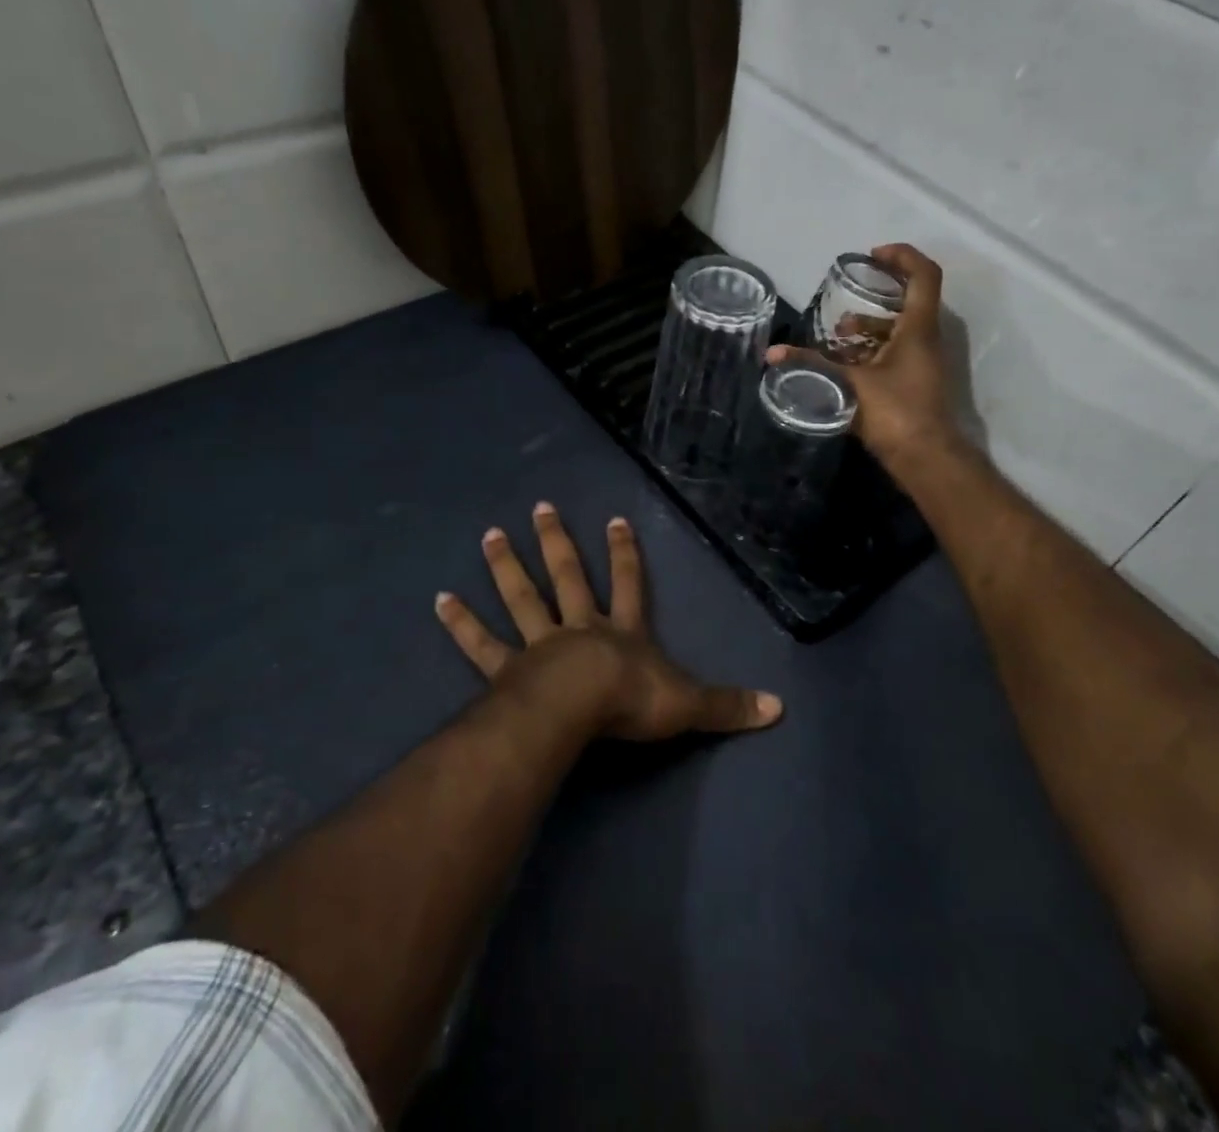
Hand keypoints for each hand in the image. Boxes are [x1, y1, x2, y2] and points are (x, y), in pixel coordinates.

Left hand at [435, 502, 783, 741]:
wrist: (581, 711)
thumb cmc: (633, 702)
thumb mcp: (688, 704)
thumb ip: (729, 705)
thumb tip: (779, 708)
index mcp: (621, 632)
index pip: (628, 584)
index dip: (625, 554)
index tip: (616, 519)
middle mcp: (579, 628)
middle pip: (567, 576)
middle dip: (556, 542)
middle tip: (539, 506)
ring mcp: (539, 645)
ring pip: (522, 598)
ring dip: (506, 566)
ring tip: (489, 534)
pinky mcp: (507, 670)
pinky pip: (481, 644)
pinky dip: (461, 623)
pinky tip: (439, 601)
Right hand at [770, 243, 961, 466]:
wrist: (925, 457)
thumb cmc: (894, 412)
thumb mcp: (849, 383)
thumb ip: (812, 363)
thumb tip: (773, 353)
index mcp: (918, 329)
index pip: (924, 275)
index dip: (901, 256)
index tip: (872, 256)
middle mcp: (926, 339)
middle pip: (911, 298)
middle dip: (879, 292)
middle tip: (850, 290)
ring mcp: (923, 361)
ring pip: (900, 329)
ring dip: (871, 325)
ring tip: (838, 333)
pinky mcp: (914, 380)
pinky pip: (895, 351)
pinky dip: (872, 348)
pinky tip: (845, 361)